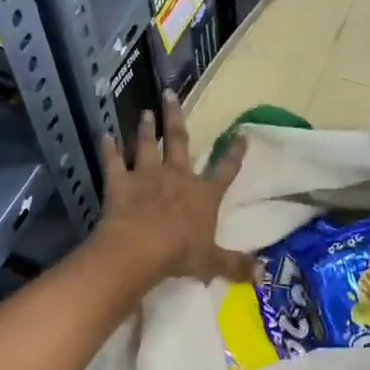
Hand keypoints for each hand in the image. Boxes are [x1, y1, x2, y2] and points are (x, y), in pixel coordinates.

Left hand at [96, 92, 251, 284]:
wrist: (140, 249)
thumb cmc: (180, 254)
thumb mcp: (213, 262)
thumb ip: (237, 265)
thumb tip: (264, 275)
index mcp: (203, 195)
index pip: (224, 170)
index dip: (234, 153)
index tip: (242, 134)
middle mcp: (177, 177)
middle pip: (178, 141)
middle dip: (175, 117)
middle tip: (170, 94)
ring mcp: (147, 176)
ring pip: (146, 146)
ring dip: (144, 128)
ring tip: (144, 112)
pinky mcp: (120, 183)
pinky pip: (113, 163)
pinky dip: (108, 149)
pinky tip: (104, 135)